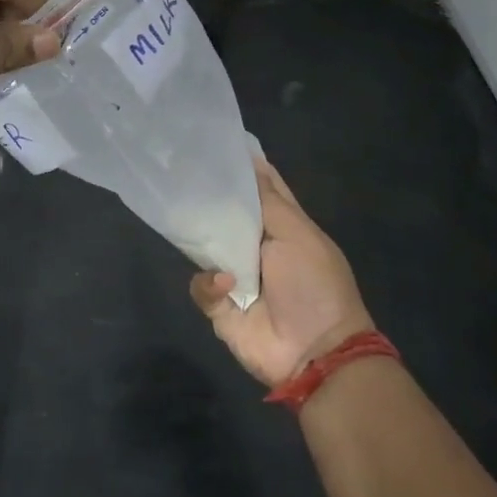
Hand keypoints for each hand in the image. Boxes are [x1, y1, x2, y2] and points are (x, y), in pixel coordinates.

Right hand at [191, 156, 373, 387]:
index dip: (246, 167)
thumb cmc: (314, 285)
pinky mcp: (220, 306)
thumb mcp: (298, 234)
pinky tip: (227, 284)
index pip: (263, 189)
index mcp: (284, 228)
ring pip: (206, 246)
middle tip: (181, 172)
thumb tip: (250, 161)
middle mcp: (258, 248)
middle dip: (208, 198)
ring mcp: (237, 277)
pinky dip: (211, 284)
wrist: (315, 353)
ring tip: (190, 221)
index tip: (221, 143)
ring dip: (201, 239)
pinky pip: (201, 286)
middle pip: (227, 214)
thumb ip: (268, 200)